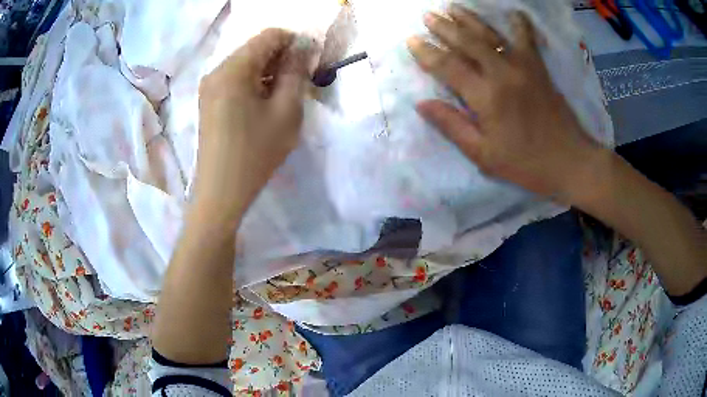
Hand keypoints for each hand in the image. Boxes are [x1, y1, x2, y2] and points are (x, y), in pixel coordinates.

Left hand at [194, 29, 318, 224]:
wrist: (221, 191)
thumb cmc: (256, 151)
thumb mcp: (286, 110)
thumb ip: (296, 72)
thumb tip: (303, 48)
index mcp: (234, 68)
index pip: (269, 36)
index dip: (295, 42)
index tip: (310, 62)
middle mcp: (217, 71)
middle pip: (255, 48)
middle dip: (282, 57)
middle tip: (301, 80)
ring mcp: (210, 86)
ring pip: (246, 64)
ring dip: (269, 71)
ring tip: (285, 94)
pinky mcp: (209, 101)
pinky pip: (236, 79)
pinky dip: (255, 82)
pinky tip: (265, 103)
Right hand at [408, 6, 601, 199]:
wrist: (570, 162)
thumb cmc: (525, 164)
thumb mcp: (483, 154)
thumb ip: (452, 126)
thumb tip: (421, 104)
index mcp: (486, 97)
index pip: (448, 66)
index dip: (426, 52)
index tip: (411, 40)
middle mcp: (502, 73)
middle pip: (467, 42)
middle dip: (444, 27)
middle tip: (427, 15)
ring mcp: (523, 66)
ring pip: (491, 35)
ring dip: (469, 19)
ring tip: (452, 7)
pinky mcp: (539, 68)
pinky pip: (527, 39)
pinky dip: (520, 23)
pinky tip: (513, 13)